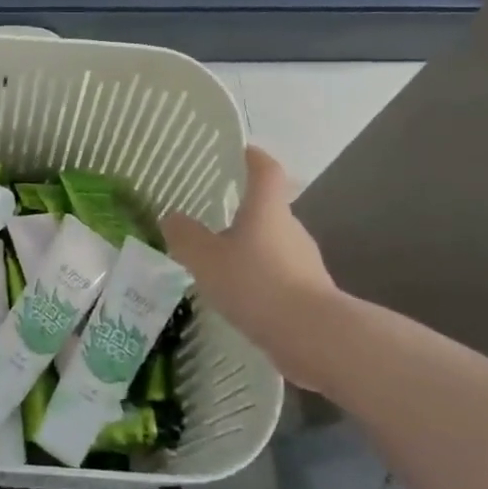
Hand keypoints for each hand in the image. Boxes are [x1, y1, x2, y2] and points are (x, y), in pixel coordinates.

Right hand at [165, 146, 343, 389]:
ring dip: (249, 249)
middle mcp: (290, 228)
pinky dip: (259, 278)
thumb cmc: (257, 284)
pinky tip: (238, 296)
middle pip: (268, 209)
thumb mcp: (206, 259)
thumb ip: (185, 236)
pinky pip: (278, 275)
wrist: (315, 337)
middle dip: (243, 212)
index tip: (240, 151)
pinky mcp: (310, 292)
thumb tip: (172, 217)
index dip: (253, 157)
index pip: (265, 170)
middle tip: (211, 219)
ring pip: (272, 245)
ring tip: (219, 264)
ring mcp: (304, 261)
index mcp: (267, 209)